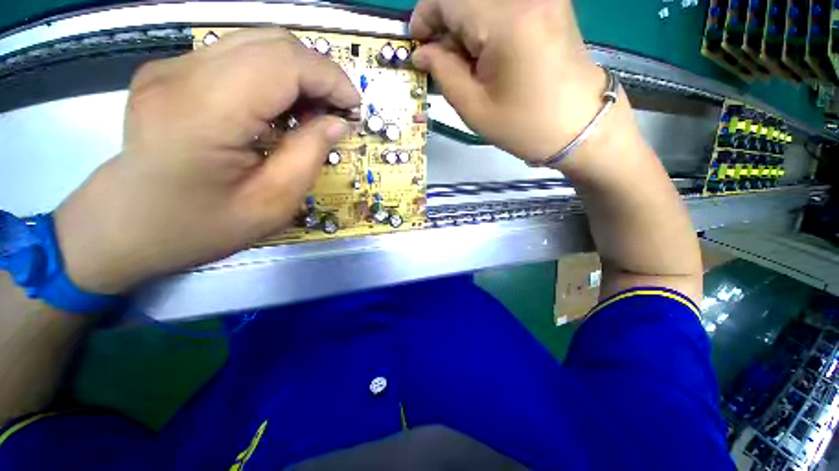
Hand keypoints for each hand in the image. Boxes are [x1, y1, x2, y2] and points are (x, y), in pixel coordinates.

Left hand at [54, 28, 360, 293]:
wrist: (125, 228)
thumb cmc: (199, 227)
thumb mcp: (272, 204)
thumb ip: (309, 156)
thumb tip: (337, 123)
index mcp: (203, 112)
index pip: (283, 63)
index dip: (330, 78)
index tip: (354, 108)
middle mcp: (180, 74)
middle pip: (271, 43)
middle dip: (319, 74)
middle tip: (337, 113)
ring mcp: (170, 68)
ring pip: (256, 43)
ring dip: (298, 74)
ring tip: (314, 113)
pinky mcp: (170, 72)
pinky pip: (237, 57)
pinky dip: (273, 77)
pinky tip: (281, 109)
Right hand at [410, 0, 606, 162]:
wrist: (580, 126)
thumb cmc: (525, 125)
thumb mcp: (475, 108)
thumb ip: (444, 73)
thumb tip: (422, 52)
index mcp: (507, 21)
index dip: (425, 16)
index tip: (418, 44)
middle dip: (445, 25)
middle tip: (442, 62)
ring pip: (483, 2)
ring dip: (465, 27)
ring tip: (466, 65)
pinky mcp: (549, 3)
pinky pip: (503, 5)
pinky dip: (484, 25)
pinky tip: (486, 54)